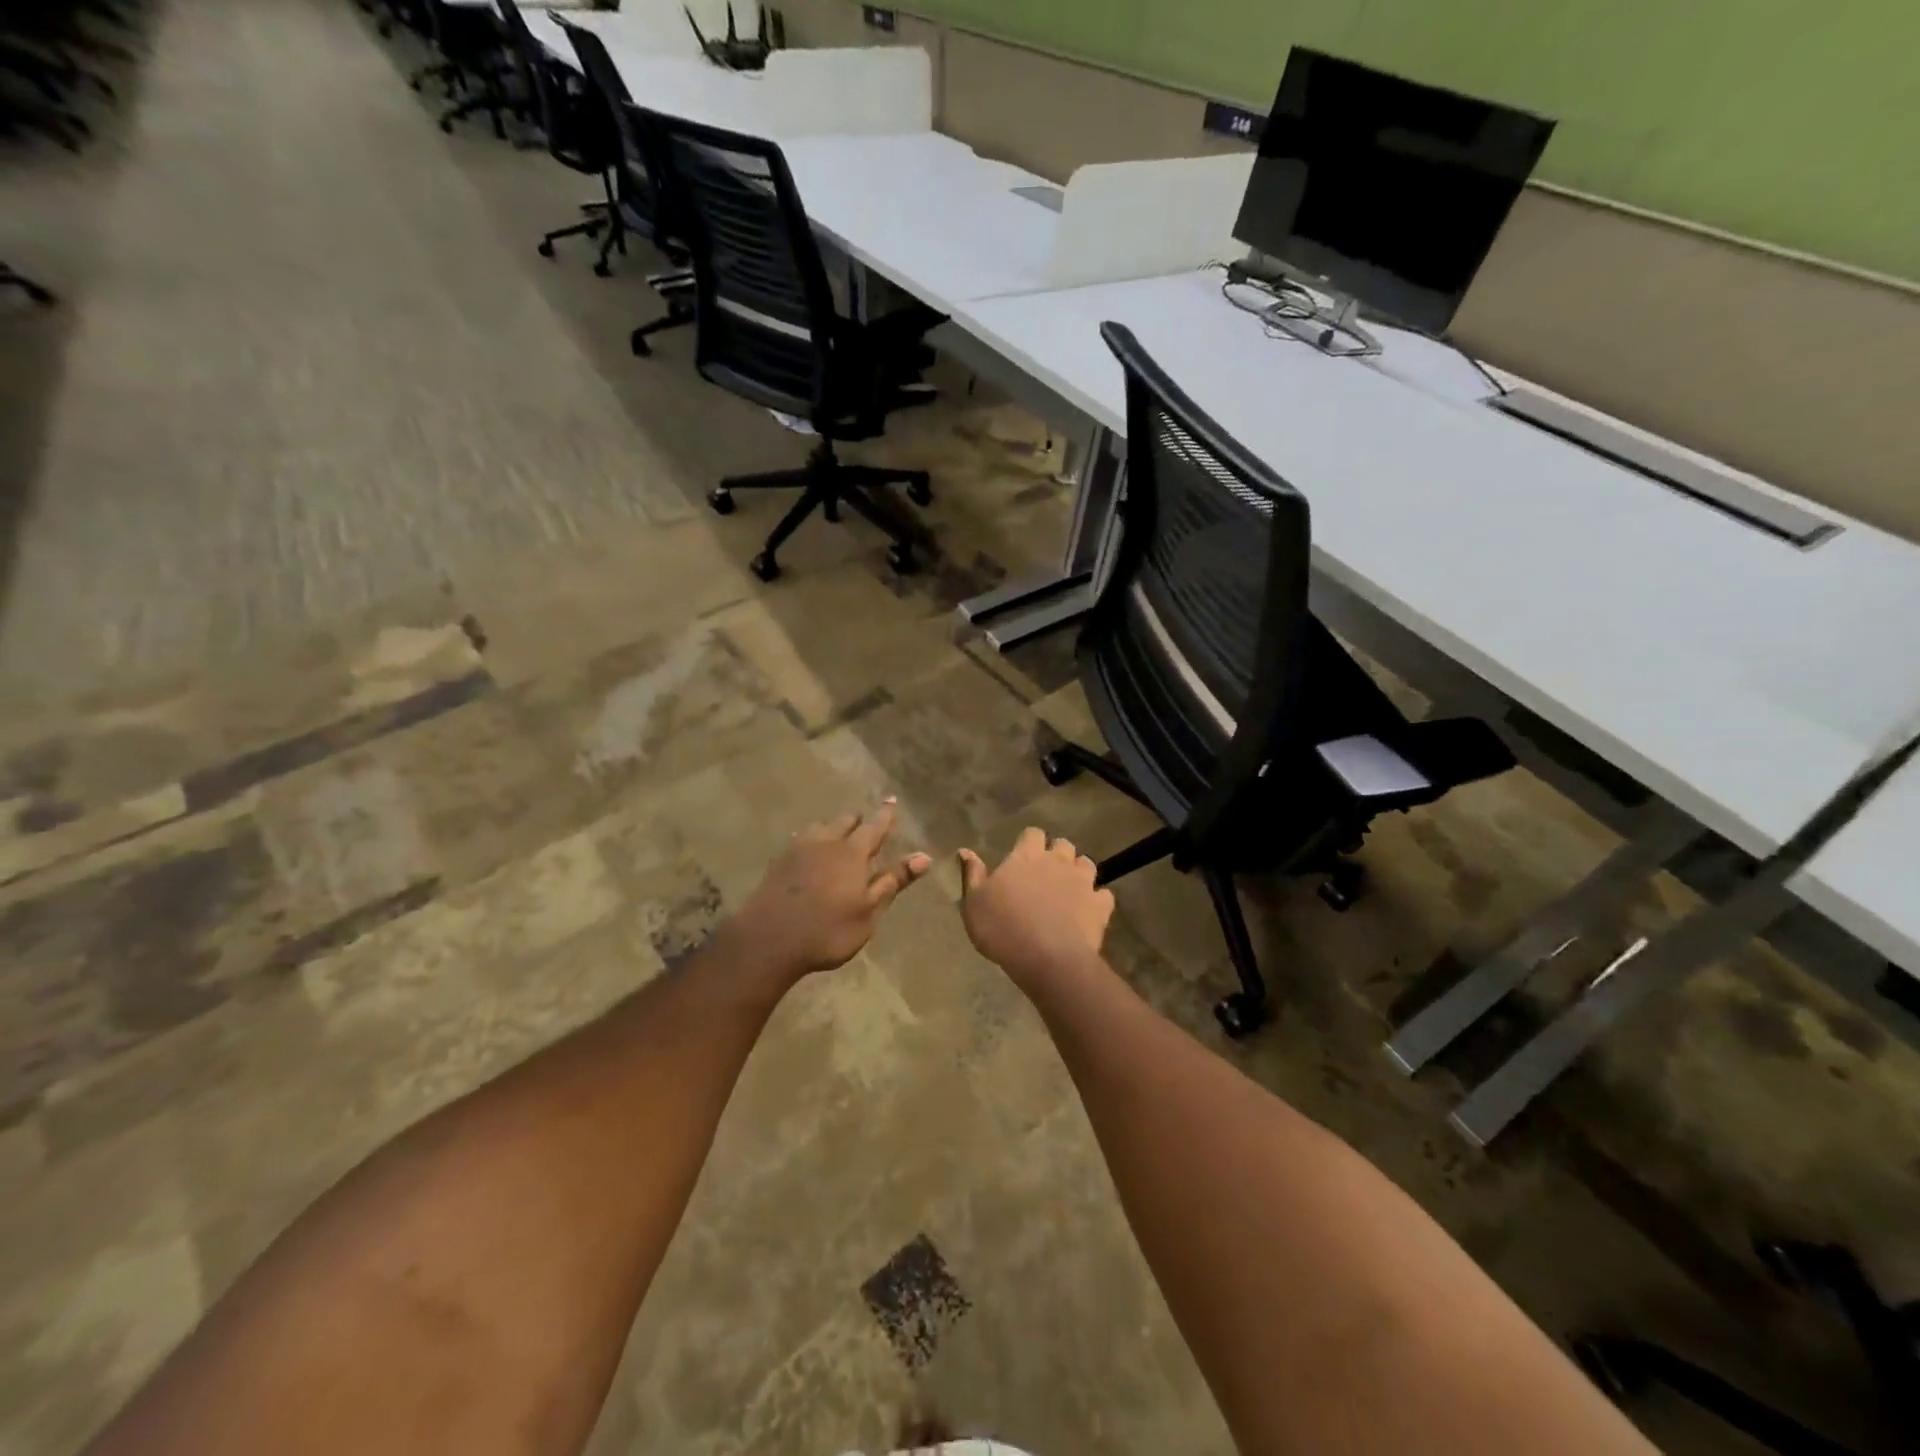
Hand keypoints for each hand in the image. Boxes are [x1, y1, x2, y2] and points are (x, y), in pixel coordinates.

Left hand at [723, 800, 931, 987]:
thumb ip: (894, 881)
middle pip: (845, 821)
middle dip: (858, 820)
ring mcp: (798, 849)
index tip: (891, 799)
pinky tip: (808, 850)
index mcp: (852, 853)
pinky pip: (800, 840)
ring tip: (837, 834)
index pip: (874, 826)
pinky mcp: (778, 862)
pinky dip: (811, 840)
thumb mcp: (869, 911)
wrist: (768, 940)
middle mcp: (826, 842)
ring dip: (833, 827)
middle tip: (865, 823)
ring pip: (820, 827)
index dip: (885, 814)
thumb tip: (924, 856)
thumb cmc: (828, 930)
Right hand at [957, 828, 1114, 988]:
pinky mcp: (1100, 905)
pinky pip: (1104, 895)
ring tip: (1069, 888)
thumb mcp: (974, 903)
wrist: (1048, 959)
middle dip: (1056, 853)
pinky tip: (1089, 910)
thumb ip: (972, 874)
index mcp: (1025, 857)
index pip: (1032, 833)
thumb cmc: (1003, 929)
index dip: (1029, 842)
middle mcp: (1057, 861)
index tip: (1022, 855)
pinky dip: (1097, 899)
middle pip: (1062, 844)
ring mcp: (1083, 882)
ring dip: (1078, 871)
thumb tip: (965, 850)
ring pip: (1086, 863)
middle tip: (1046, 872)